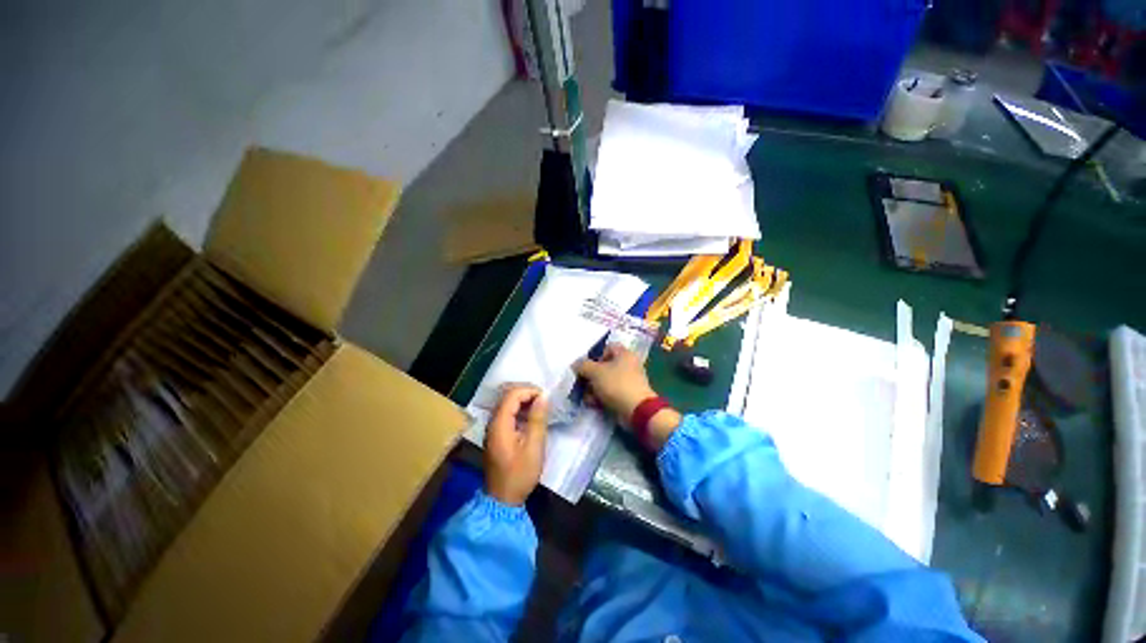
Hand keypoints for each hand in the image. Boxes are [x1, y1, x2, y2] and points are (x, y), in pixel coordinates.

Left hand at [483, 385, 548, 505]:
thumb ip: (537, 419)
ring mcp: (492, 429)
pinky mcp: (496, 435)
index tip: (546, 398)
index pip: (512, 395)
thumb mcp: (534, 447)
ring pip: (507, 404)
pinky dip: (520, 410)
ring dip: (524, 401)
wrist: (503, 500)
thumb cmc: (520, 474)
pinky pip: (507, 414)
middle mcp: (493, 422)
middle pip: (507, 396)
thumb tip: (543, 397)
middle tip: (544, 400)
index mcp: (500, 424)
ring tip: (540, 407)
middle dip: (527, 393)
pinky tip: (531, 418)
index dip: (529, 390)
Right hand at [573, 344, 656, 427]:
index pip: (608, 347)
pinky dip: (602, 397)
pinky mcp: (628, 395)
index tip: (587, 366)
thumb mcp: (595, 372)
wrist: (636, 410)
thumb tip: (576, 365)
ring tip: (587, 397)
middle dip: (592, 376)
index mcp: (624, 354)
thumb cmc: (616, 384)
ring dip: (594, 388)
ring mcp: (629, 381)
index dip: (595, 355)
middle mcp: (629, 365)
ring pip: (606, 381)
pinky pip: (611, 393)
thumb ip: (583, 366)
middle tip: (583, 383)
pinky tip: (593, 404)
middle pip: (605, 366)